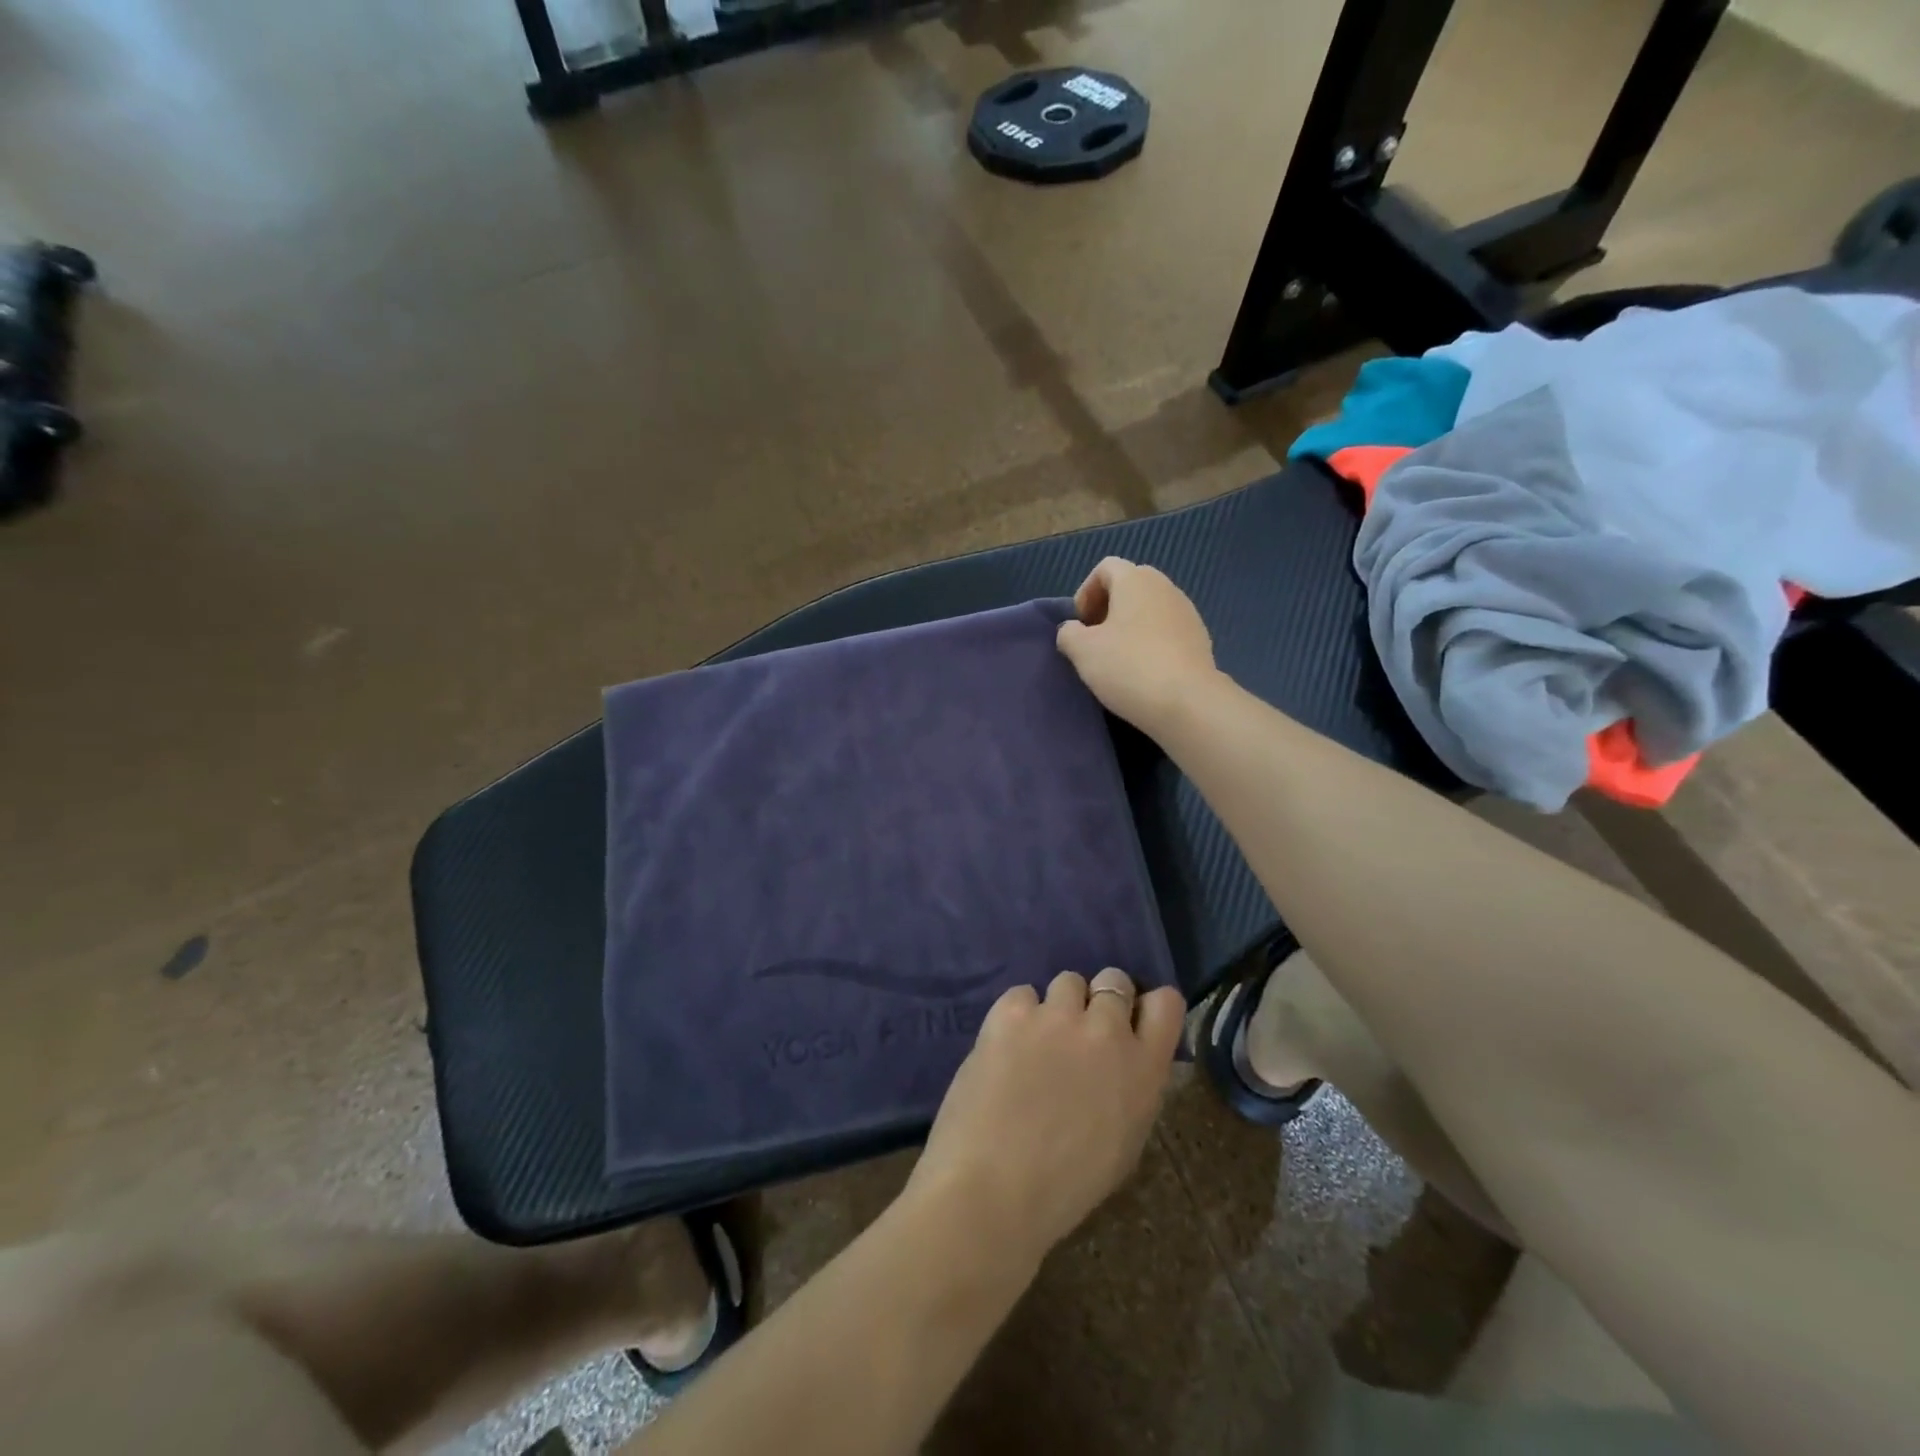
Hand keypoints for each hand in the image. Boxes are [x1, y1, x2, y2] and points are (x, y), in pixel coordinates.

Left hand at [907, 968, 1185, 1264]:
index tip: (1130, 1021)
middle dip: (1100, 1001)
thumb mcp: (1124, 1141)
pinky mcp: (1011, 1011)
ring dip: (1059, 1006)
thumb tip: (1118, 1060)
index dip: (1145, 1006)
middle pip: (1114, 980)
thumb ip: (1131, 1086)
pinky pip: (1022, 995)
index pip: (1166, 1002)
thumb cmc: (1065, 1186)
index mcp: (1144, 1068)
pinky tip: (1004, 1048)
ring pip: (1067, 981)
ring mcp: (1057, 1015)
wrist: (994, 1188)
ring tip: (1038, 1042)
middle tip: (1078, 1033)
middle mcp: (1106, 1029)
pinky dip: (1017, 1015)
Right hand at [1055, 558, 1217, 734]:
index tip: (1080, 623)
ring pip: (1151, 608)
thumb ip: (1068, 633)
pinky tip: (1144, 670)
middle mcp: (1165, 587)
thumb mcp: (1082, 651)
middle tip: (1096, 638)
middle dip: (1109, 607)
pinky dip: (1152, 641)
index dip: (1086, 591)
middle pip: (1131, 585)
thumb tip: (1072, 630)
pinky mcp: (1200, 639)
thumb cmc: (1128, 667)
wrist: (1187, 702)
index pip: (1106, 567)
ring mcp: (1187, 613)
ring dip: (1131, 625)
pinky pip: (1168, 630)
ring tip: (1119, 657)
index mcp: (1135, 580)